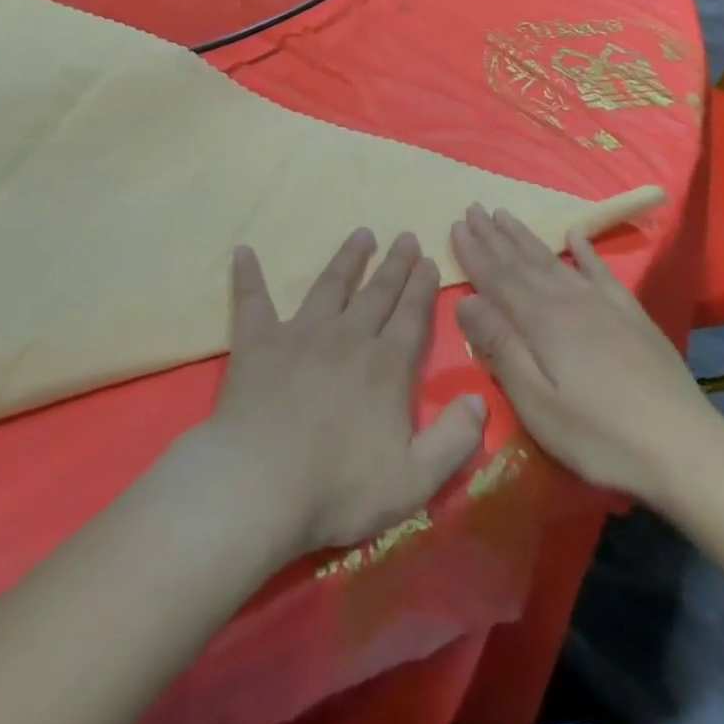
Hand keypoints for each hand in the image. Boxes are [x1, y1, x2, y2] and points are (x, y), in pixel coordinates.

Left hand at [197, 228, 487, 556]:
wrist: (261, 484)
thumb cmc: (339, 489)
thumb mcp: (414, 481)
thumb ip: (453, 440)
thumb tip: (480, 402)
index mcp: (386, 367)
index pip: (411, 317)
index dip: (422, 288)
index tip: (429, 259)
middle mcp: (348, 337)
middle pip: (377, 293)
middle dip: (395, 265)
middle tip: (405, 236)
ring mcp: (301, 334)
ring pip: (330, 285)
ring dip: (348, 258)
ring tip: (361, 234)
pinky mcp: (259, 342)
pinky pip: (253, 300)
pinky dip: (249, 276)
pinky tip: (243, 252)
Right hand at [452, 205, 723, 507]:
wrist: (685, 448)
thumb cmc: (601, 436)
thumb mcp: (538, 403)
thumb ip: (501, 348)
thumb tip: (465, 301)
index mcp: (541, 322)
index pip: (497, 279)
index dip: (474, 253)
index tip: (455, 225)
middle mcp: (568, 301)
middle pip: (522, 261)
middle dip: (494, 235)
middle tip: (473, 208)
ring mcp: (603, 304)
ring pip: (554, 260)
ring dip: (526, 237)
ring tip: (505, 215)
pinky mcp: (631, 315)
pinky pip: (600, 271)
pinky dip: (585, 250)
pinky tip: (575, 234)